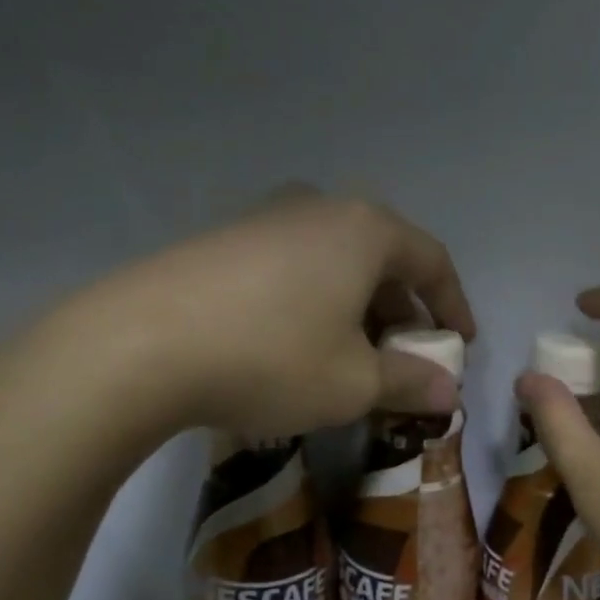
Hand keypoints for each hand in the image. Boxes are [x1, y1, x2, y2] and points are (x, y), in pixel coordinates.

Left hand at [0, 189, 475, 461]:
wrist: (138, 346)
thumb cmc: (273, 358)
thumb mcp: (354, 383)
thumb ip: (410, 382)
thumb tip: (448, 391)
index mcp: (364, 230)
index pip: (432, 261)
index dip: (453, 306)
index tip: (461, 343)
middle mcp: (318, 208)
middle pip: (382, 258)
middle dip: (402, 311)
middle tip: (406, 355)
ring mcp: (263, 219)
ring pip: (335, 263)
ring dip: (357, 308)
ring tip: (352, 356)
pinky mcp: (222, 241)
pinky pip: (292, 269)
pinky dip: (314, 303)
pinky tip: (296, 345)